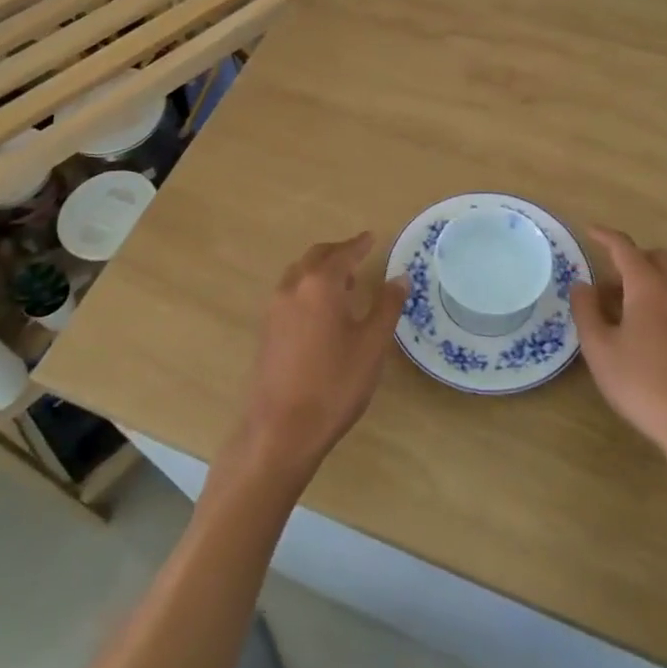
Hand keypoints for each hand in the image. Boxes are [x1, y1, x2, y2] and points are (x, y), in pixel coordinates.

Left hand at [238, 233, 406, 477]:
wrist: (282, 430)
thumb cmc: (334, 384)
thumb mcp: (371, 345)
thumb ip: (386, 306)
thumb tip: (400, 277)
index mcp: (320, 285)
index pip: (343, 254)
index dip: (360, 244)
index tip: (372, 237)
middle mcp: (293, 288)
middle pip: (316, 257)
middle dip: (338, 252)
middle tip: (358, 253)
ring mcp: (274, 309)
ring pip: (299, 273)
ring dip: (320, 269)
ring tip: (343, 280)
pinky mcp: (267, 330)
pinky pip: (290, 292)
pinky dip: (308, 286)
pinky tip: (321, 308)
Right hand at [572, 227, 666, 494]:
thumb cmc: (644, 385)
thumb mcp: (600, 350)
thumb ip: (586, 311)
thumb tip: (581, 285)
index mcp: (649, 287)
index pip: (625, 248)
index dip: (605, 236)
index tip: (589, 231)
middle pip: (655, 258)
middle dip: (630, 259)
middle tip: (605, 279)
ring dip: (645, 283)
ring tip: (620, 310)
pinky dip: (659, 302)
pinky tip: (645, 334)